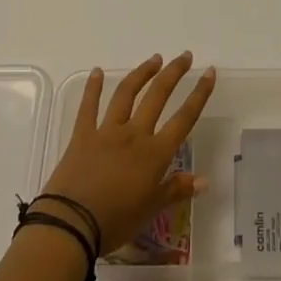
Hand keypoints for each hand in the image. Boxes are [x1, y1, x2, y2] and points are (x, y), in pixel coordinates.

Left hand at [40, 52, 215, 248]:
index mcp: (154, 153)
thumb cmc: (116, 221)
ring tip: (154, 59)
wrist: (71, 224)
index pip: (184, 118)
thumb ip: (176, 190)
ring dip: (142, 73)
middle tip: (185, 56)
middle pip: (157, 96)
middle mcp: (134, 134)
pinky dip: (93, 88)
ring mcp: (107, 131)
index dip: (199, 95)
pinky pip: (88, 107)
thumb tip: (204, 180)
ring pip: (127, 94)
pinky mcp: (82, 135)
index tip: (209, 72)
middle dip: (173, 73)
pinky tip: (97, 71)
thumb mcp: (151, 210)